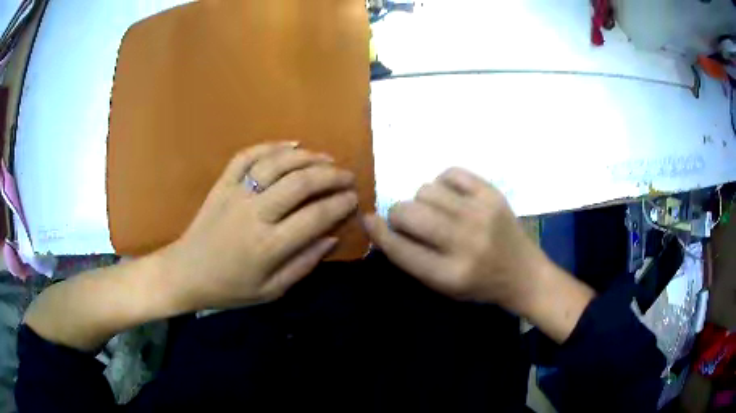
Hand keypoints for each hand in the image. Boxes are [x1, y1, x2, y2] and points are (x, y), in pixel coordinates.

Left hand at [162, 143, 357, 310]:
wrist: (186, 273)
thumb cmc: (229, 288)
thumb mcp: (270, 291)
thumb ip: (303, 264)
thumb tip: (333, 237)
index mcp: (268, 246)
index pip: (315, 216)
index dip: (340, 204)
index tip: (355, 199)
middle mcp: (254, 214)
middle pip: (300, 183)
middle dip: (331, 176)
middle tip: (348, 176)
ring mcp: (235, 194)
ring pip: (277, 164)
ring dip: (307, 157)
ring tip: (327, 159)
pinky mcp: (222, 184)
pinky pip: (247, 156)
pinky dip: (271, 146)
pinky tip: (291, 145)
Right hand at [364, 168, 544, 308]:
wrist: (524, 274)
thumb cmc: (480, 286)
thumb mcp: (443, 287)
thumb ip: (412, 259)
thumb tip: (382, 224)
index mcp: (449, 274)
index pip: (400, 249)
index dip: (378, 232)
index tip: (369, 220)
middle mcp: (464, 242)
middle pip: (409, 212)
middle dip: (398, 214)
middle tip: (407, 220)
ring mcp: (481, 214)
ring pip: (426, 189)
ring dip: (422, 200)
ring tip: (436, 210)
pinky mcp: (493, 194)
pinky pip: (451, 173)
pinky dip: (443, 182)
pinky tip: (450, 196)